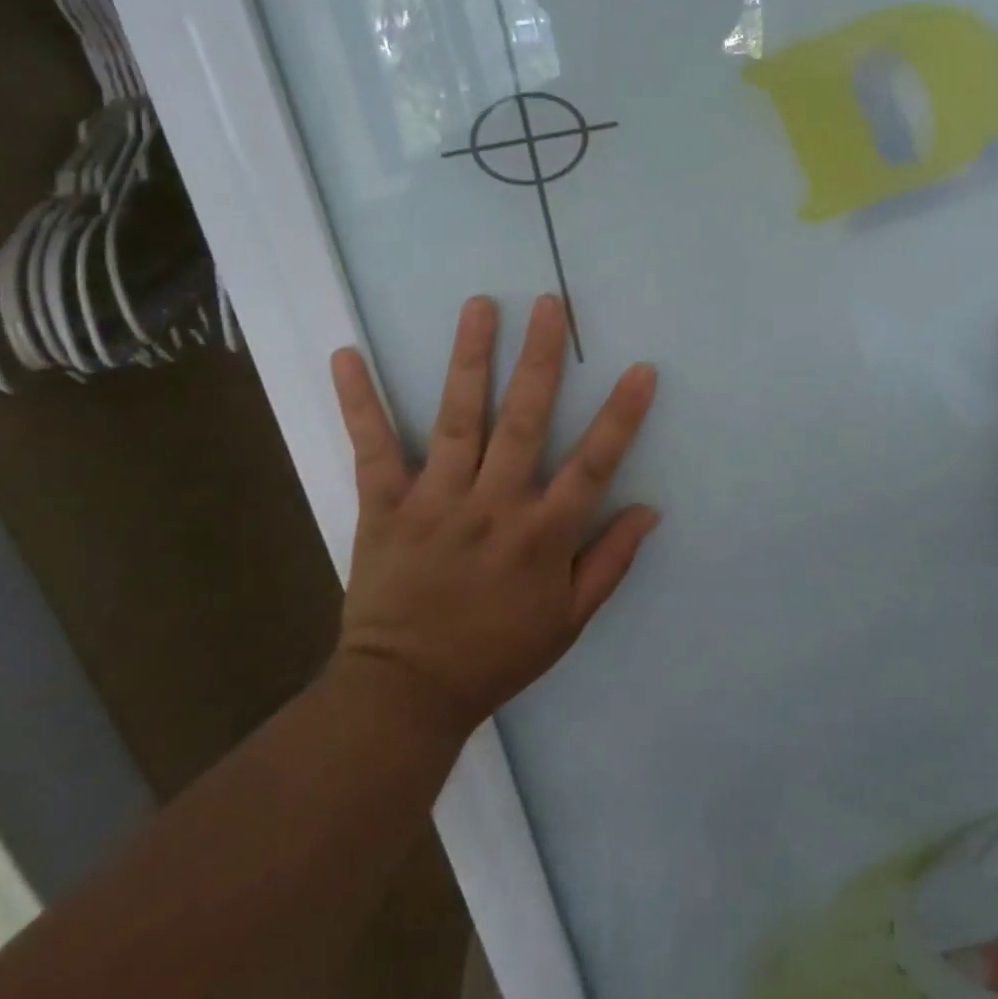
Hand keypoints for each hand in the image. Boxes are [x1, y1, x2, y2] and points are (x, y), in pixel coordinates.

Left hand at [329, 294, 659, 735]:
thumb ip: (611, 561)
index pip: (593, 464)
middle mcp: (493, 506)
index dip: (621, 416)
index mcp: (542, 535)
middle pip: (523, 421)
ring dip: (469, 359)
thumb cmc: (497, 654)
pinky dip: (360, 401)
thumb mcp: (569, 620)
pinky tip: (347, 356)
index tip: (641, 369)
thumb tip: (650, 508)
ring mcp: (436, 502)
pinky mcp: (385, 506)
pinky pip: (372, 447)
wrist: (406, 693)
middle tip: (550, 304)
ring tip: (479, 306)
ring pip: (458, 419)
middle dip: (540, 359)